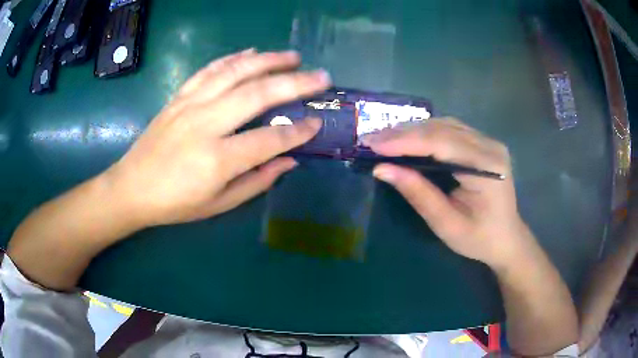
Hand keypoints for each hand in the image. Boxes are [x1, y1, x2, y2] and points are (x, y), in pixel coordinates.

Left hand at [103, 49, 330, 226]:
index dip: (298, 131)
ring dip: (268, 60)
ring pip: (235, 72)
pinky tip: (251, 52)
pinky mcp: (179, 97)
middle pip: (258, 94)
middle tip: (321, 76)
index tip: (317, 123)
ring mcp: (190, 105)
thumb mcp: (219, 204)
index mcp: (217, 160)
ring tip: (292, 56)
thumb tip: (289, 160)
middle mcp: (205, 124)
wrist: (132, 187)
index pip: (270, 139)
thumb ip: (257, 182)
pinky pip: (209, 69)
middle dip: (295, 83)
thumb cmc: (175, 203)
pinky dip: (232, 58)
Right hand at [364, 119, 533, 268]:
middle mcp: (490, 145)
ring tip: (384, 138)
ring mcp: (488, 142)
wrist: (506, 239)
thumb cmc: (479, 239)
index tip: (373, 144)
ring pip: (444, 125)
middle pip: (442, 129)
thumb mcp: (447, 224)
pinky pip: (450, 130)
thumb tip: (382, 169)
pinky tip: (408, 138)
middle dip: (403, 133)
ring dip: (412, 130)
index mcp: (487, 167)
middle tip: (370, 139)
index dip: (405, 141)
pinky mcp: (482, 144)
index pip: (442, 143)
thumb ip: (418, 194)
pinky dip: (425, 133)